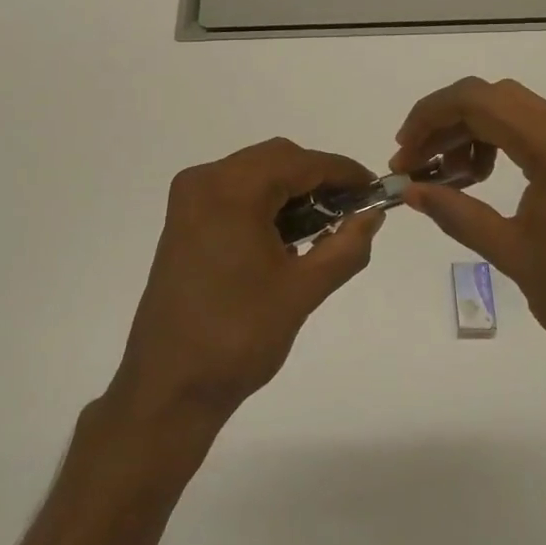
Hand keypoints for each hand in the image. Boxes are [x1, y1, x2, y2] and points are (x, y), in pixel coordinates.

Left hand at [115, 138, 384, 425]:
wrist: (169, 385)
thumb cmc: (239, 336)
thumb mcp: (303, 290)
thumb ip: (346, 246)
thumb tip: (373, 215)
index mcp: (231, 190)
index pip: (300, 162)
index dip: (342, 171)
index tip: (376, 188)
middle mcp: (204, 180)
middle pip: (276, 159)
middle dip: (318, 178)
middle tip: (353, 209)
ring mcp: (189, 199)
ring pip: (255, 172)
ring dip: (292, 189)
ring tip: (326, 224)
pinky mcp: (184, 220)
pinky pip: (234, 191)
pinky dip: (266, 202)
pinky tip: (289, 234)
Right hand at [392, 77, 545, 364]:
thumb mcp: (511, 252)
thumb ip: (456, 213)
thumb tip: (410, 191)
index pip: (477, 101)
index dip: (429, 117)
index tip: (402, 152)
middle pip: (493, 98)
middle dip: (446, 123)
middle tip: (415, 163)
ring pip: (513, 112)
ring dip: (471, 134)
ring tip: (445, 176)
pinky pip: (535, 132)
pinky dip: (499, 144)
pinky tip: (481, 179)